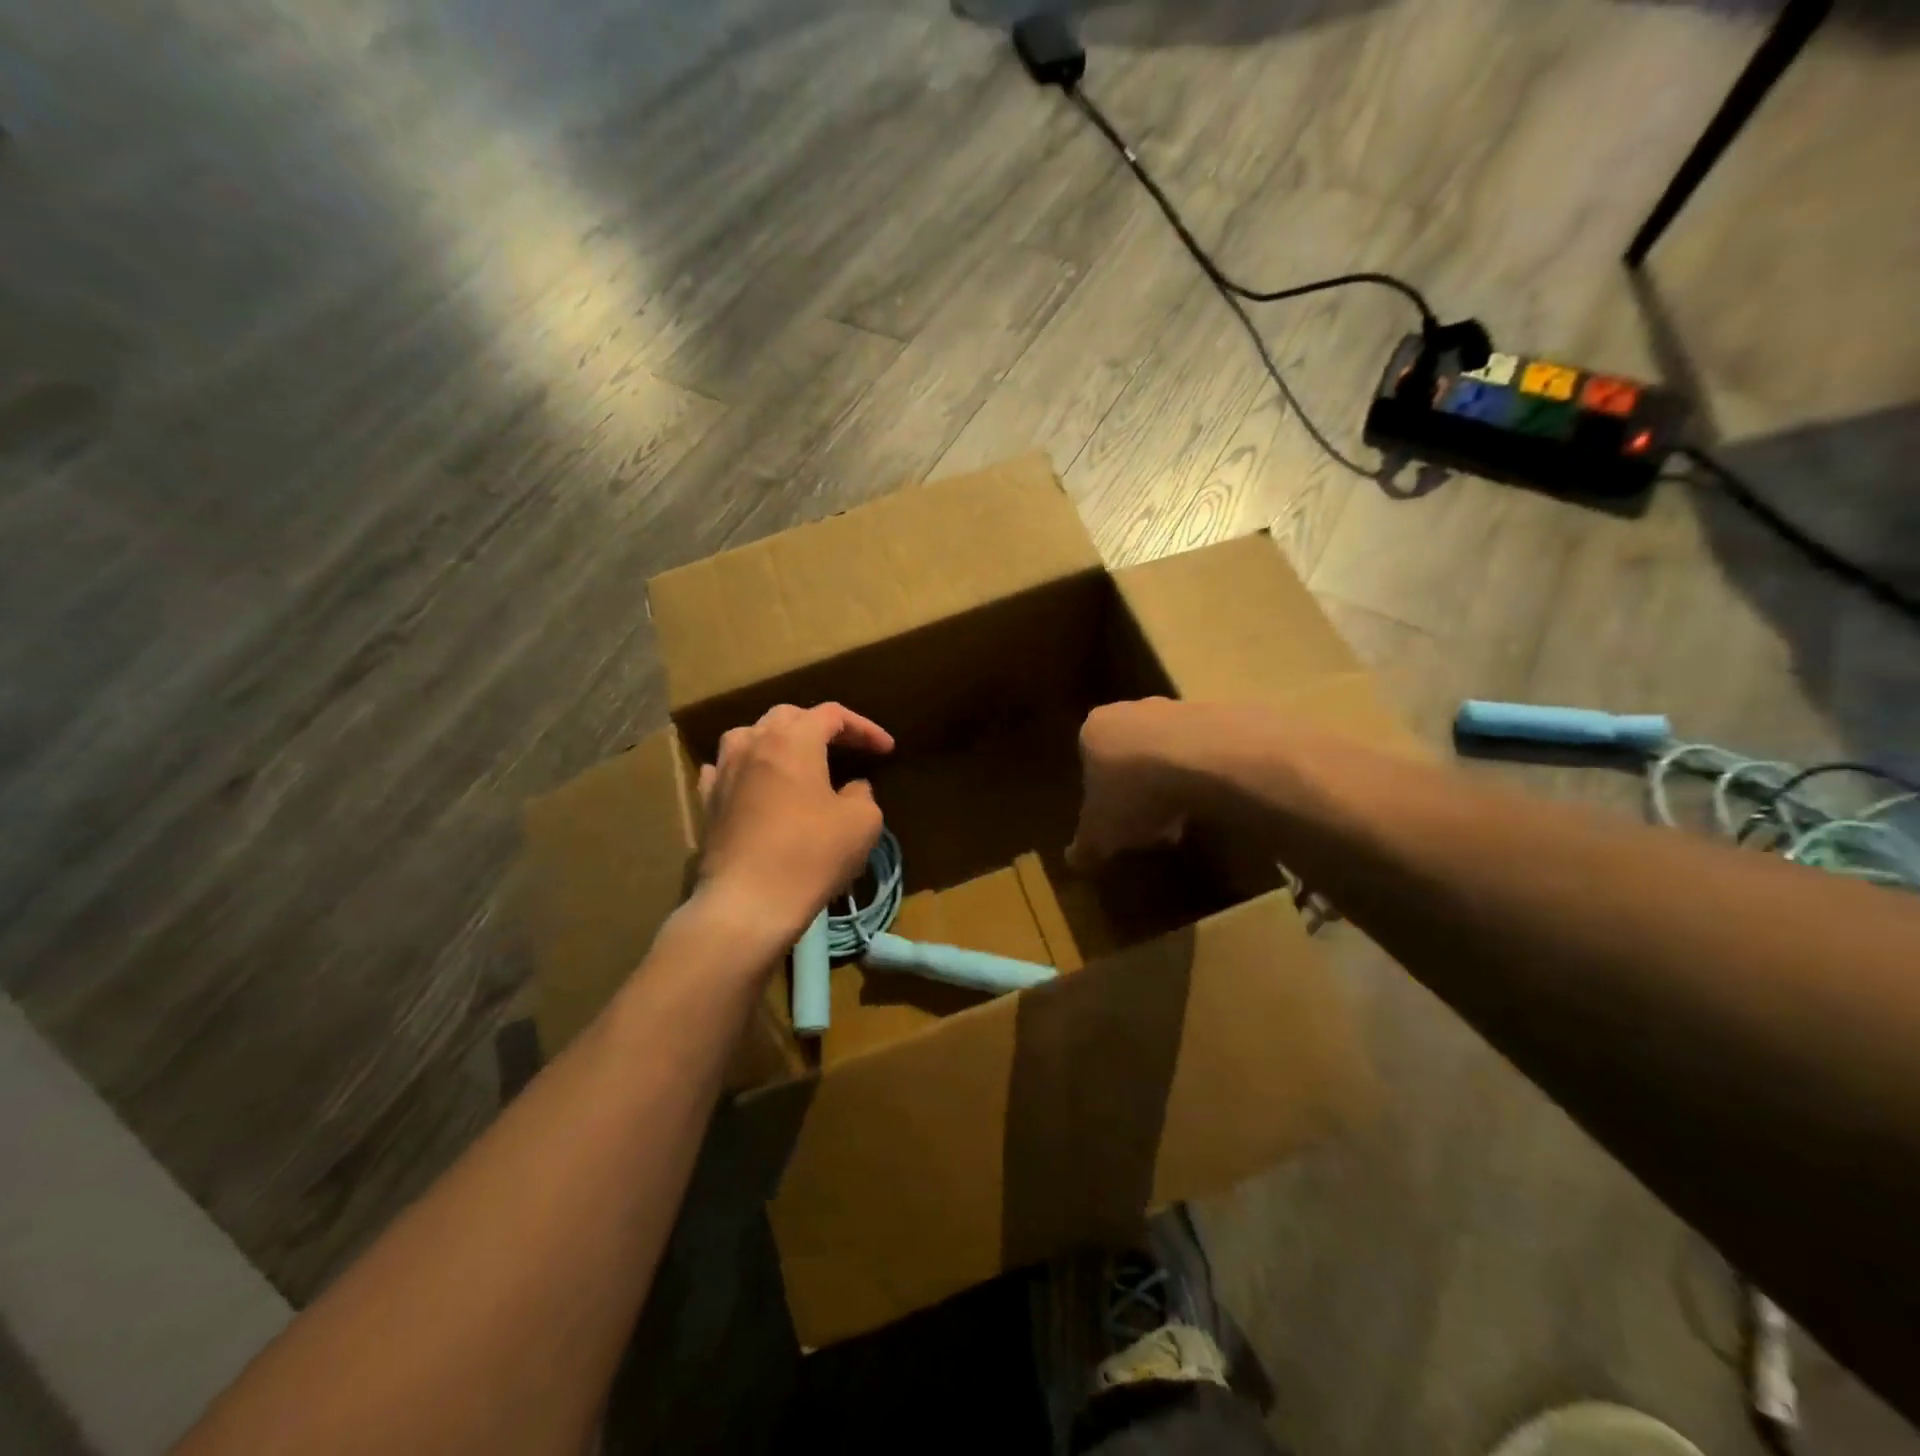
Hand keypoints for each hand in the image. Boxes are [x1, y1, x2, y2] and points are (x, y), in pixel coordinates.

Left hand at [695, 703, 893, 944]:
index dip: (864, 728)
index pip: (833, 714)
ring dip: (777, 740)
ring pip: (749, 736)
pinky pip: (725, 769)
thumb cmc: (811, 855)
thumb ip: (862, 794)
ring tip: (796, 759)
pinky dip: (746, 769)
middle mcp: (754, 743)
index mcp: (793, 739)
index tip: (886, 750)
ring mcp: (723, 771)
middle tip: (845, 748)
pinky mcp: (707, 802)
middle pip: (788, 716)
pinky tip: (753, 783)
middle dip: (820, 727)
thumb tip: (850, 790)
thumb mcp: (862, 823)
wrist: (747, 903)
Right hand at [1066, 698, 1193, 869]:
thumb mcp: (1100, 832)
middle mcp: (1129, 710)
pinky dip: (1202, 774)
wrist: (1204, 758)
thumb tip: (1074, 862)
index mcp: (1093, 731)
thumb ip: (1085, 847)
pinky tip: (1210, 802)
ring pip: (1165, 752)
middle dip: (1138, 790)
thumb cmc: (1135, 792)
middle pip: (1128, 755)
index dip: (1101, 797)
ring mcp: (1173, 708)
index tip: (1117, 824)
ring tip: (1183, 820)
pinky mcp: (1214, 715)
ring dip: (1171, 783)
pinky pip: (1200, 751)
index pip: (1089, 762)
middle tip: (1149, 824)